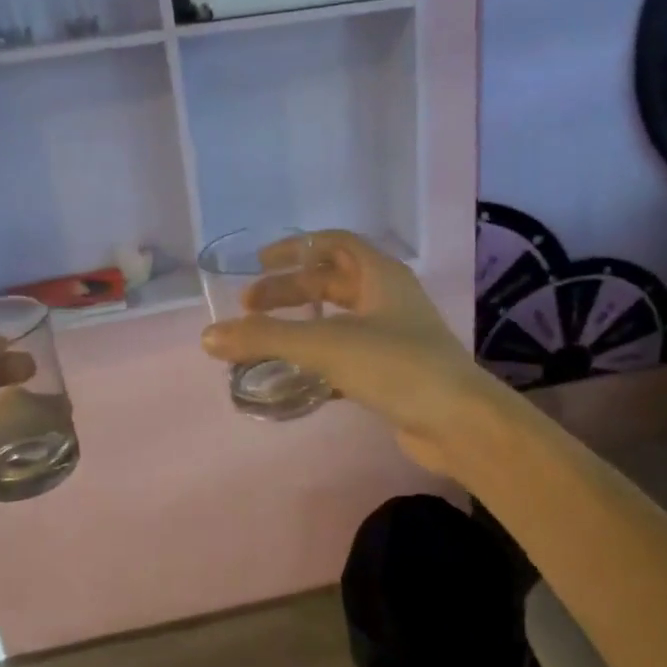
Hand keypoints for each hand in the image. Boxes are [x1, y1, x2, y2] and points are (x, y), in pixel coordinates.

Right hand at [199, 231, 502, 474]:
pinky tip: (293, 377)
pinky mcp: (393, 372)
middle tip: (249, 309)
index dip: (295, 248)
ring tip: (264, 341)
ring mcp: (394, 336)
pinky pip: (347, 354)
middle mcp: (388, 298)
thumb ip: (265, 338)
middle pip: (331, 281)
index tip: (259, 263)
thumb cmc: (395, 365)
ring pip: (338, 320)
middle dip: (289, 291)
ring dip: (301, 326)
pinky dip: (318, 359)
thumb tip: (208, 337)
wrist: (458, 422)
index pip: (333, 243)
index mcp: (380, 275)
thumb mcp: (325, 344)